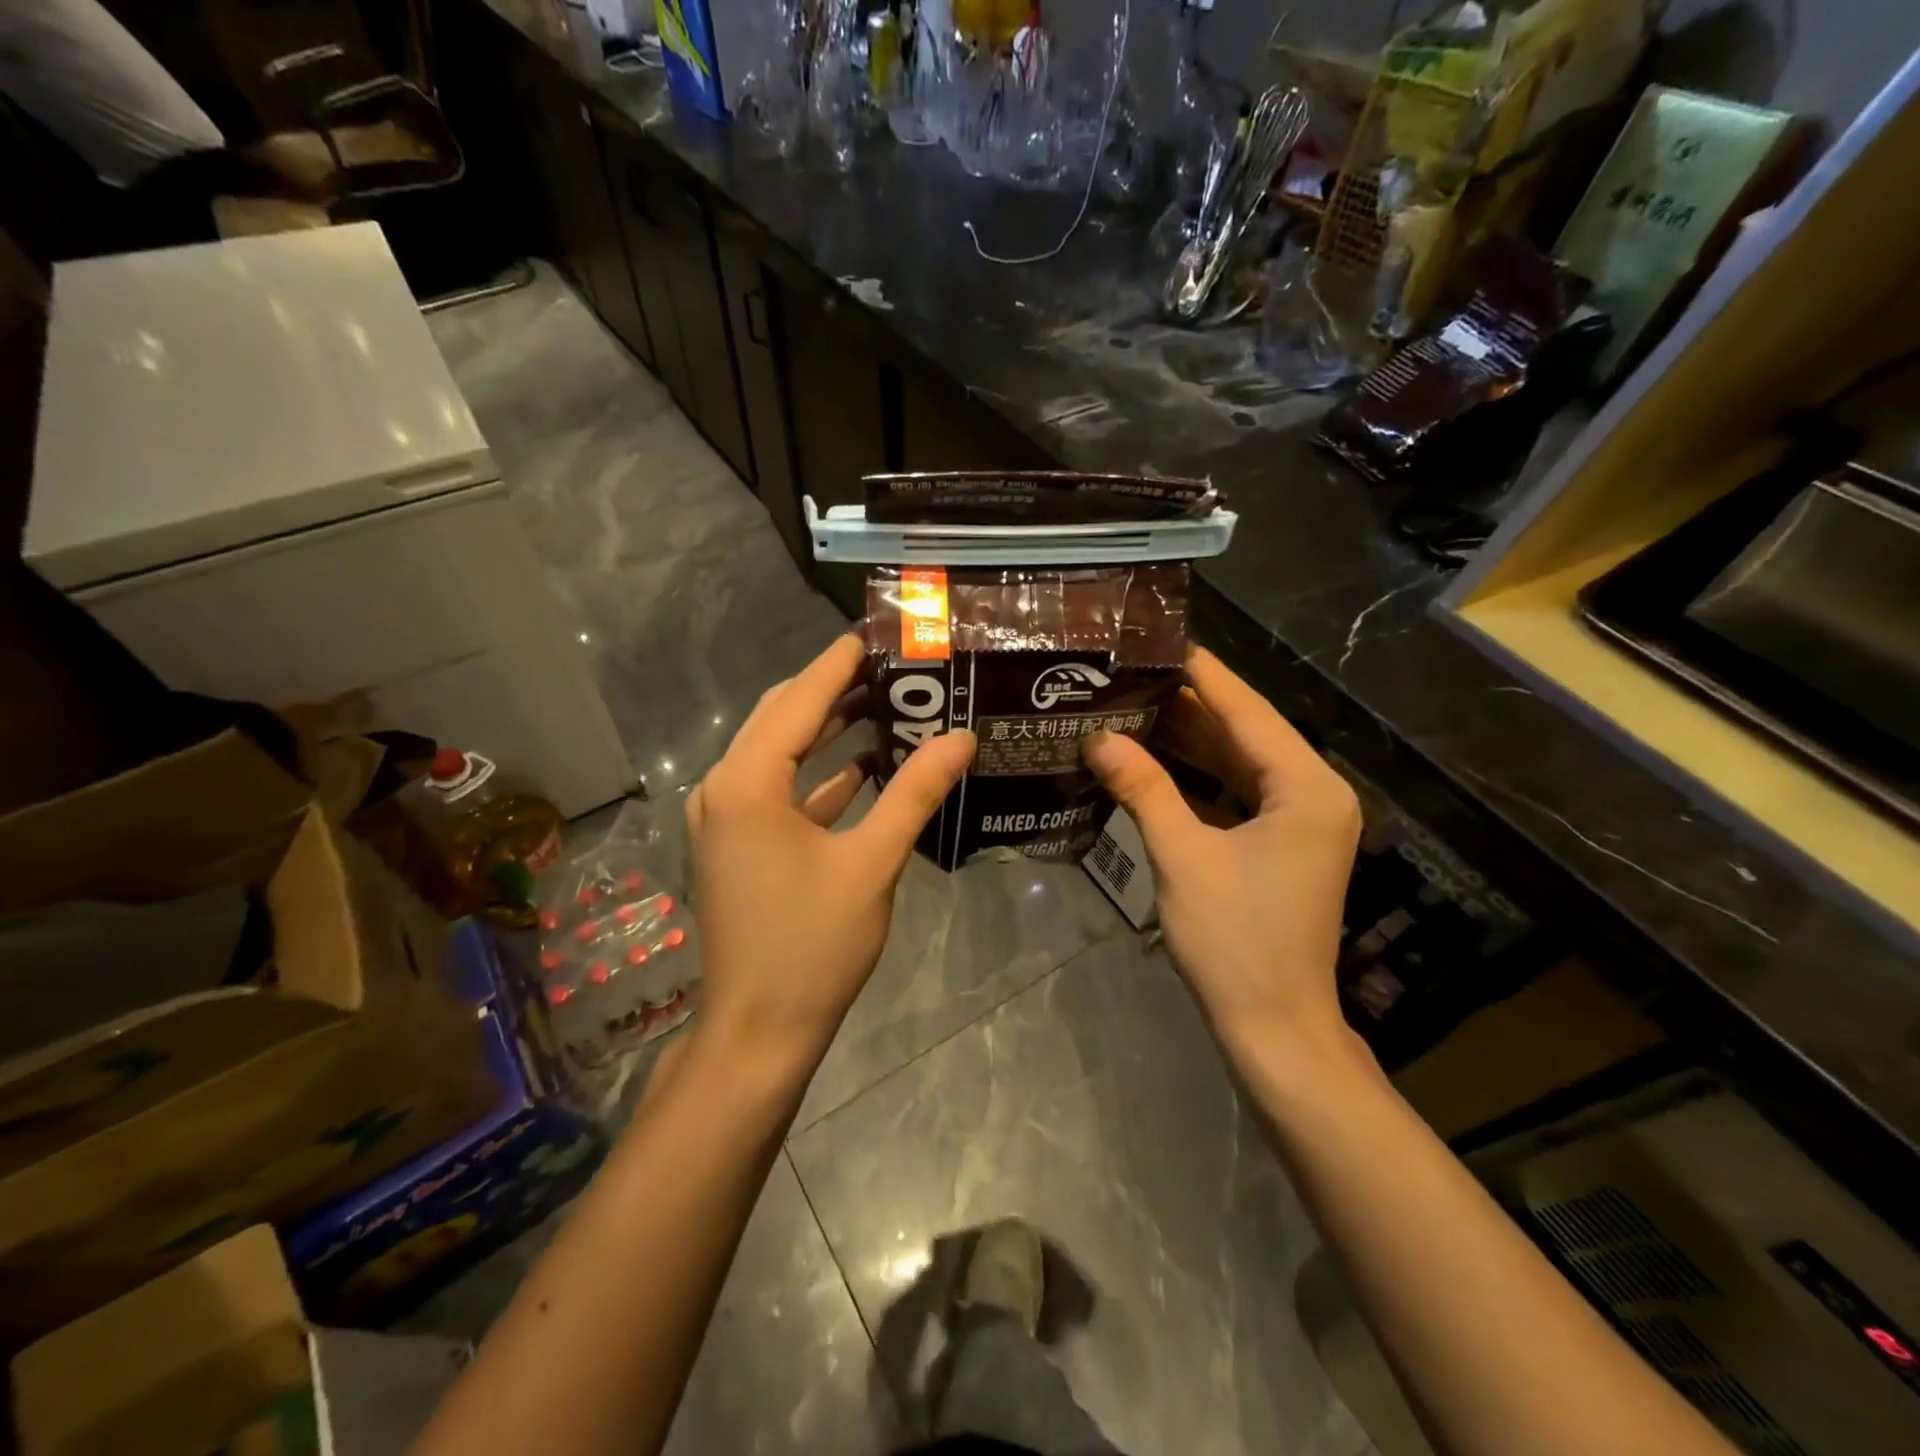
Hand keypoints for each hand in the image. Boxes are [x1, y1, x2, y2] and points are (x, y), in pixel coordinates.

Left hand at [687, 635, 975, 1074]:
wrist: (759, 1031)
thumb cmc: (813, 945)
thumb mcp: (872, 863)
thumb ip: (915, 793)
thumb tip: (961, 737)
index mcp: (747, 784)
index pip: (796, 701)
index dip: (836, 665)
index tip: (873, 635)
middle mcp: (723, 789)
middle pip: (778, 717)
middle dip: (830, 690)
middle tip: (888, 668)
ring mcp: (723, 818)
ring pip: (776, 752)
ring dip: (824, 729)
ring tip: (883, 704)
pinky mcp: (734, 844)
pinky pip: (776, 789)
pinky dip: (816, 774)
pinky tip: (862, 766)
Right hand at [1082, 647, 1361, 1067]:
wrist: (1274, 1027)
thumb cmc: (1235, 941)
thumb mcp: (1183, 857)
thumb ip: (1144, 789)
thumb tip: (1099, 738)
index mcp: (1306, 788)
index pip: (1247, 711)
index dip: (1201, 674)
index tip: (1157, 640)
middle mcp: (1313, 793)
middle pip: (1244, 732)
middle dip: (1188, 705)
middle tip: (1130, 673)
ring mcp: (1299, 821)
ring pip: (1238, 763)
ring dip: (1189, 740)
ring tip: (1132, 705)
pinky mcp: (1280, 844)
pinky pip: (1236, 793)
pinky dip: (1197, 777)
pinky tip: (1153, 760)